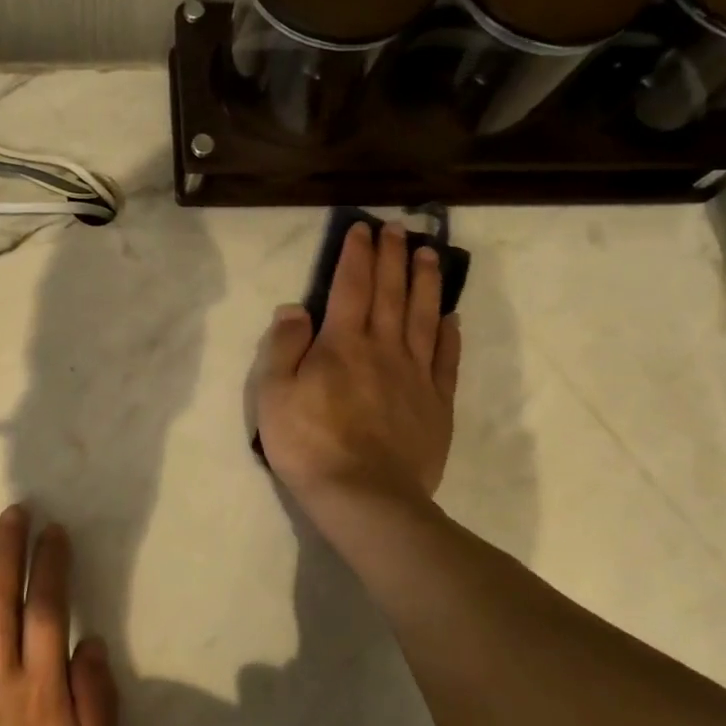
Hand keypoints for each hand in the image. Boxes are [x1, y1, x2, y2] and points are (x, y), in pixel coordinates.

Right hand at [256, 222, 461, 514]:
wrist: (365, 496)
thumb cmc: (309, 444)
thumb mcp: (274, 394)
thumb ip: (284, 347)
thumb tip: (296, 309)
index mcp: (342, 343)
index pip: (351, 286)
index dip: (356, 255)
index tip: (363, 228)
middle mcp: (383, 348)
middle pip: (390, 293)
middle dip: (393, 256)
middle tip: (399, 229)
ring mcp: (415, 375)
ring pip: (423, 317)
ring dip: (426, 282)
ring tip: (429, 255)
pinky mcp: (436, 403)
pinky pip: (446, 359)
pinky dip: (449, 334)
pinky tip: (451, 317)